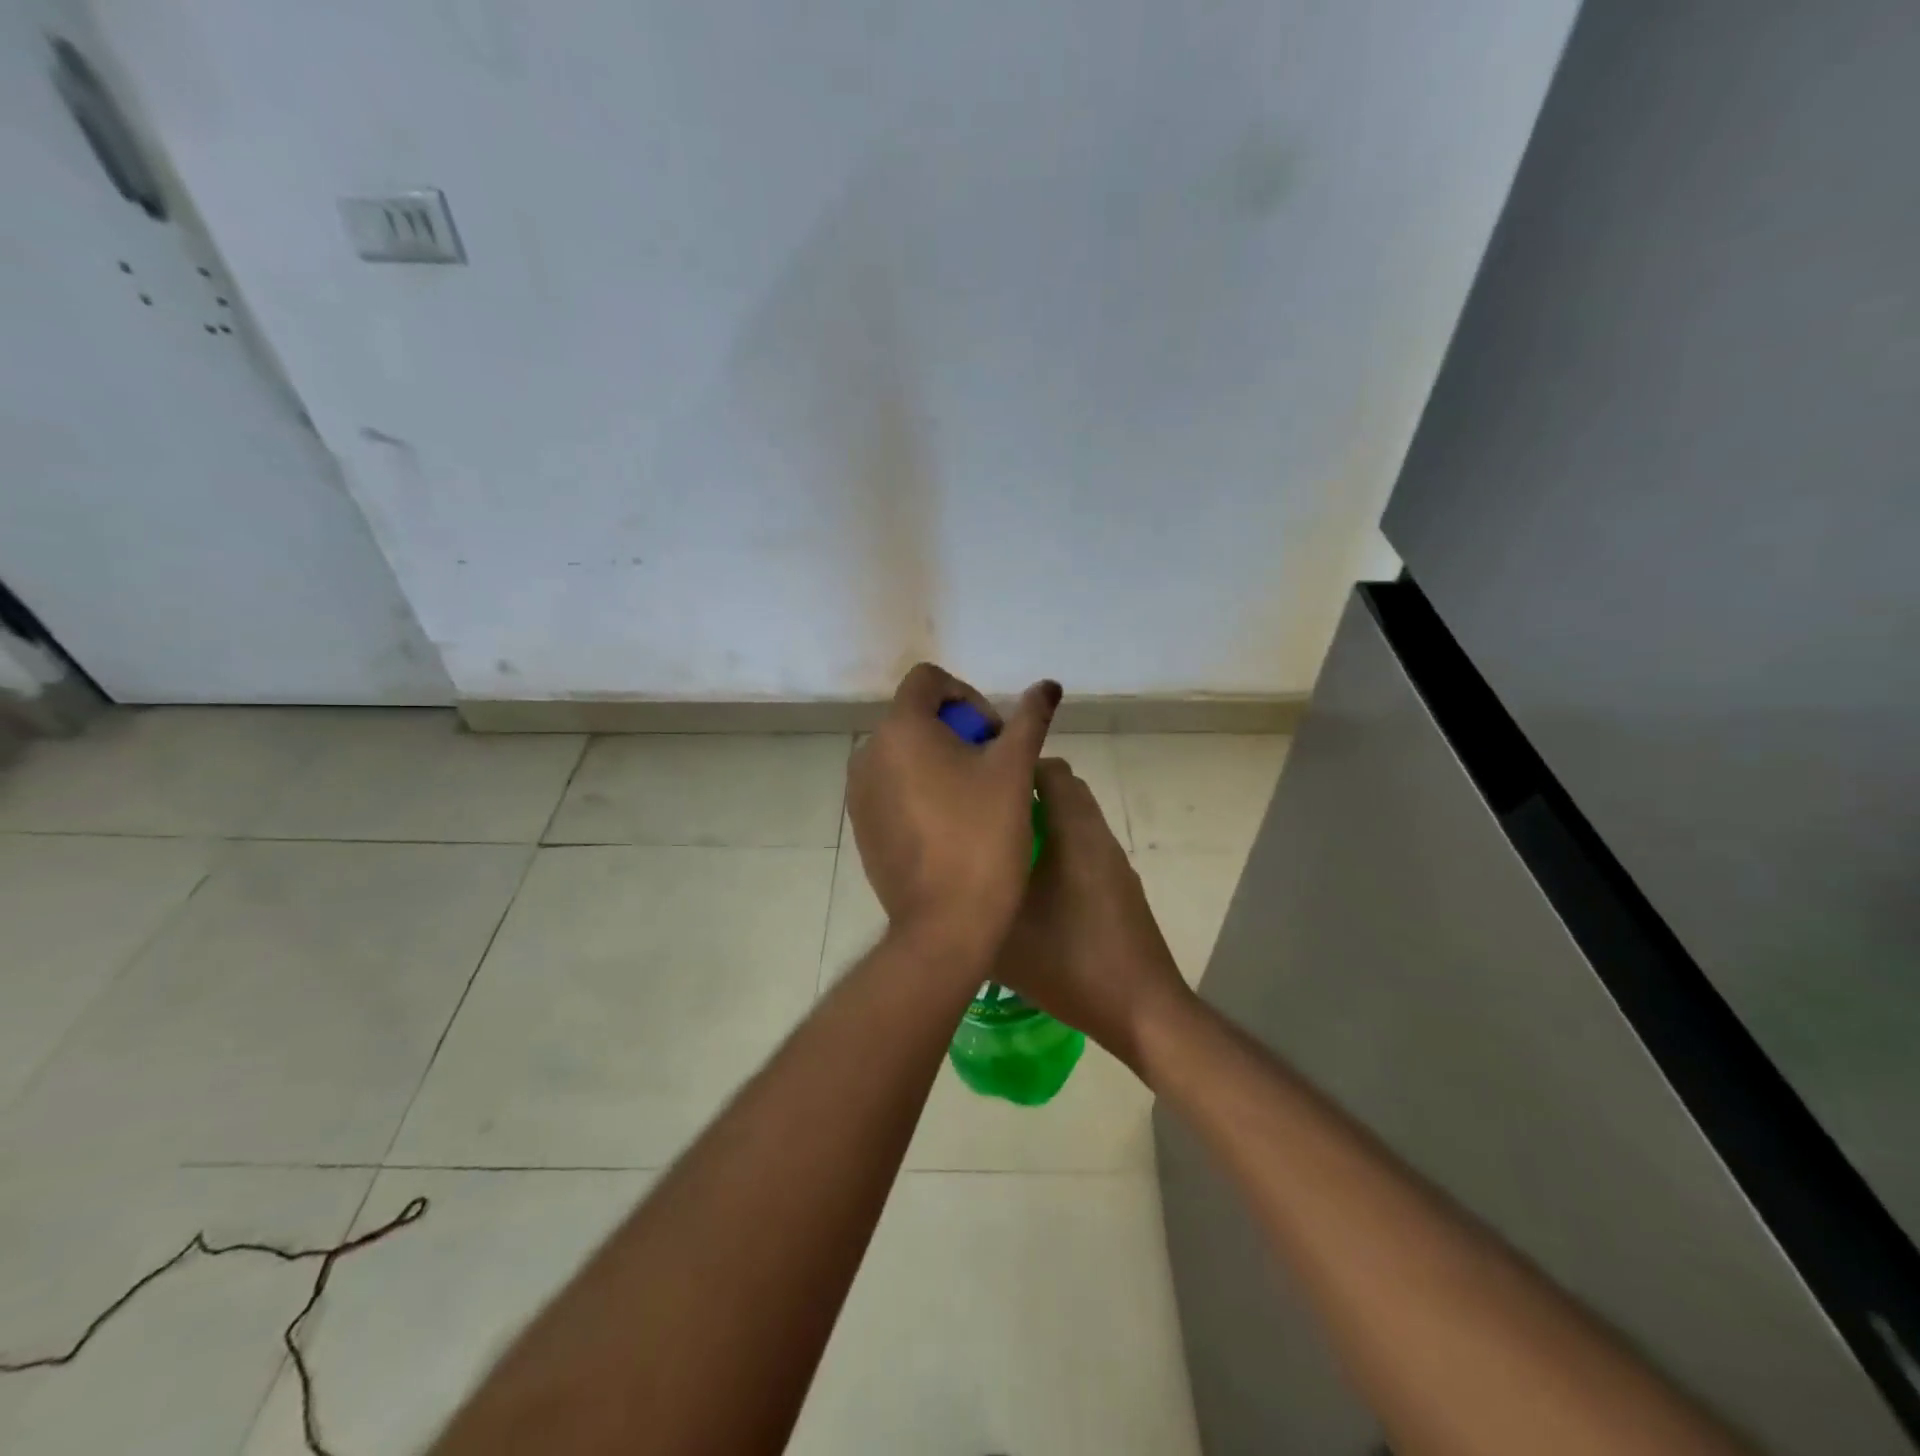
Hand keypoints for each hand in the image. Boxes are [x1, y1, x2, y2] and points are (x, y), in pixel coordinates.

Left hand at [847, 663, 1060, 951]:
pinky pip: (892, 788)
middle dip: (958, 732)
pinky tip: (950, 827)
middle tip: (993, 770)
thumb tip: (1049, 685)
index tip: (994, 735)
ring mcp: (859, 793)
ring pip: (904, 754)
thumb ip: (1030, 719)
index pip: (928, 680)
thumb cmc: (984, 837)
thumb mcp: (1015, 770)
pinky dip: (919, 790)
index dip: (968, 696)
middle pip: (916, 717)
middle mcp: (868, 753)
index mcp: (900, 729)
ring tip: (974, 800)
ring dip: (939, 761)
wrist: (946, 924)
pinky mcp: (861, 826)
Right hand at [991, 759, 1193, 1069]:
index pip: (1050, 770)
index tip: (978, 784)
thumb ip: (970, 902)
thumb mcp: (1004, 936)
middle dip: (1023, 795)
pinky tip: (1027, 887)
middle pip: (1063, 792)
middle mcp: (1098, 838)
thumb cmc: (1071, 963)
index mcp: (1075, 833)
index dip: (1013, 768)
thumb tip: (941, 880)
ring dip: (1039, 825)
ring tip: (997, 850)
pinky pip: (1082, 850)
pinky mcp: (1118, 890)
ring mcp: (1112, 865)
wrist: (1140, 1011)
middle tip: (982, 815)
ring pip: (1073, 823)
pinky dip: (1056, 850)